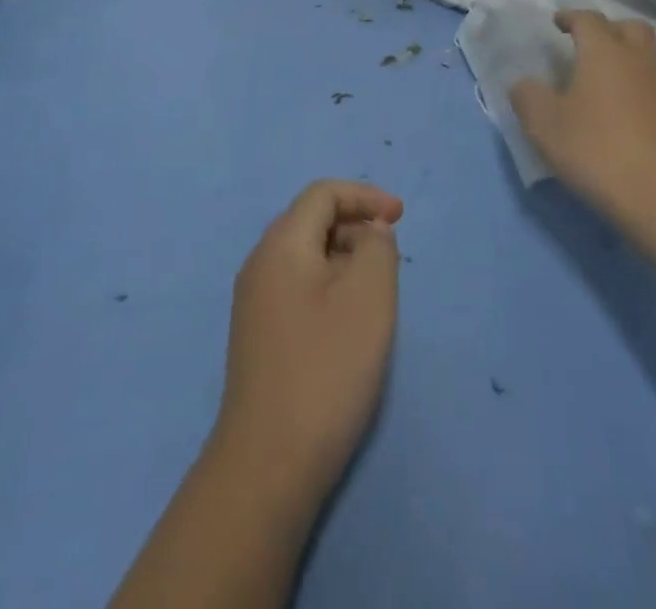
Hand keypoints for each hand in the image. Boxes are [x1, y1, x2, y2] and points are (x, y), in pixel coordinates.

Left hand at [212, 180, 402, 512]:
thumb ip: (377, 248)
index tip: (401, 217)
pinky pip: (298, 286)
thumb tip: (370, 230)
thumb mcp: (368, 298)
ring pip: (305, 256)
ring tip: (377, 289)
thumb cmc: (326, 369)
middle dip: (355, 225)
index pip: (322, 194)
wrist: (268, 462)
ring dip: (344, 257)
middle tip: (392, 255)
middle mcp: (260, 262)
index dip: (364, 196)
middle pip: (310, 220)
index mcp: (281, 243)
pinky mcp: (258, 335)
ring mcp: (254, 301)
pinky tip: (349, 321)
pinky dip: (329, 285)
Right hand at [511, 11, 655, 237]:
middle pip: (630, 28)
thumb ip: (527, 96)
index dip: (570, 17)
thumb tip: (525, 84)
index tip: (556, 23)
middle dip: (608, 29)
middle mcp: (637, 62)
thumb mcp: (544, 124)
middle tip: (587, 44)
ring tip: (598, 83)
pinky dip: (635, 90)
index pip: (588, 19)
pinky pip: (652, 89)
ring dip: (624, 61)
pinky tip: (617, 115)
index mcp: (604, 52)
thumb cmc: (596, 149)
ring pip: (645, 59)